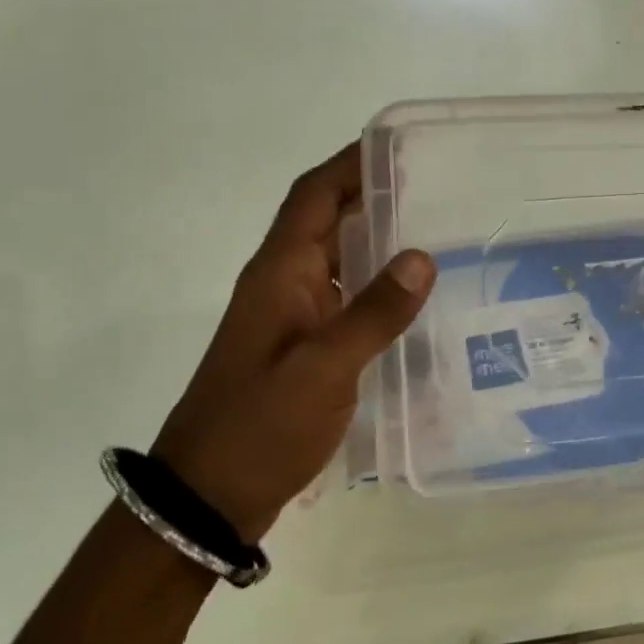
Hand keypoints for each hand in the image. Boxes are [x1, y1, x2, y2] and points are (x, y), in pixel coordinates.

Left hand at [151, 144, 434, 542]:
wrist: (207, 499)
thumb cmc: (259, 427)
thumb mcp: (322, 370)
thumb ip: (373, 313)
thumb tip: (422, 257)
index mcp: (279, 271)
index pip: (314, 195)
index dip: (350, 163)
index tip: (399, 144)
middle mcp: (282, 282)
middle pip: (327, 219)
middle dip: (373, 195)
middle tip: (435, 186)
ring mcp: (290, 316)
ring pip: (337, 258)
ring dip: (376, 239)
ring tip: (436, 231)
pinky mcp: (301, 346)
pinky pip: (343, 297)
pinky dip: (374, 285)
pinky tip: (413, 299)